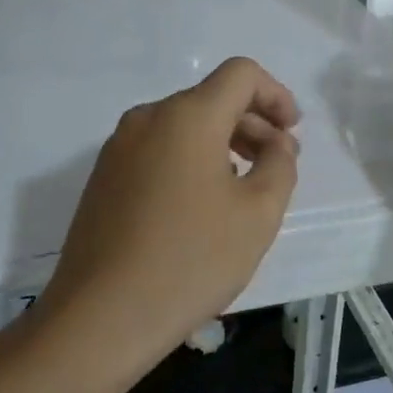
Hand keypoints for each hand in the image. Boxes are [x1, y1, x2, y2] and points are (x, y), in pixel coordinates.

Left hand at [35, 57, 300, 379]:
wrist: (100, 318)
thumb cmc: (190, 260)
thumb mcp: (257, 214)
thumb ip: (280, 166)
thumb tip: (278, 144)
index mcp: (187, 116)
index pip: (241, 74)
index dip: (276, 94)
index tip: (292, 132)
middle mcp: (148, 118)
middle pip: (212, 99)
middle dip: (253, 124)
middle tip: (277, 165)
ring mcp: (119, 147)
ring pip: (183, 125)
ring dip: (222, 143)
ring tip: (244, 188)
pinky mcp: (103, 177)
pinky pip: (158, 149)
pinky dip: (190, 159)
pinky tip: (201, 205)